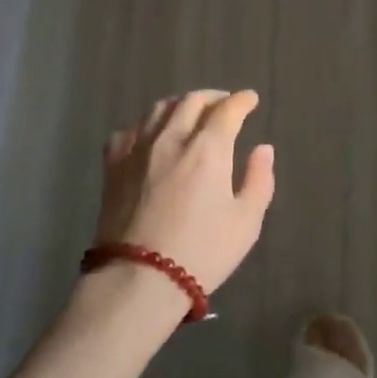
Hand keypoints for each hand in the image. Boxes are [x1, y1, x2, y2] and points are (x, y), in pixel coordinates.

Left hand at [95, 90, 276, 296]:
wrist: (138, 279)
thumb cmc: (201, 253)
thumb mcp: (246, 222)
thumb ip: (258, 180)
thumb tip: (263, 148)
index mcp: (208, 149)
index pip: (227, 110)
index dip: (242, 101)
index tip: (250, 99)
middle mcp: (171, 138)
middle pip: (192, 101)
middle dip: (213, 98)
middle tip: (224, 105)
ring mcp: (138, 149)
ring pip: (158, 109)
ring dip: (180, 105)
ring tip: (189, 113)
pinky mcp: (113, 166)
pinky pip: (128, 131)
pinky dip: (145, 126)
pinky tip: (149, 136)